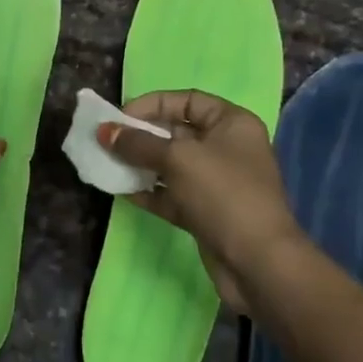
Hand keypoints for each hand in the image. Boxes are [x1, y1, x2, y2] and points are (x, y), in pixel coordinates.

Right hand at [97, 90, 303, 314]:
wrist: (257, 261)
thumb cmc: (223, 194)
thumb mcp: (179, 159)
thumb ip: (139, 144)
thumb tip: (104, 131)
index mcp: (232, 123)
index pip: (188, 100)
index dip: (153, 104)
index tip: (120, 117)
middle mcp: (227, 148)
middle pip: (177, 132)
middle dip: (141, 136)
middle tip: (106, 142)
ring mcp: (217, 183)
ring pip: (171, 166)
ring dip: (140, 165)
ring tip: (106, 164)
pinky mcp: (206, 213)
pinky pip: (171, 195)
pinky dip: (149, 192)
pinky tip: (120, 191)